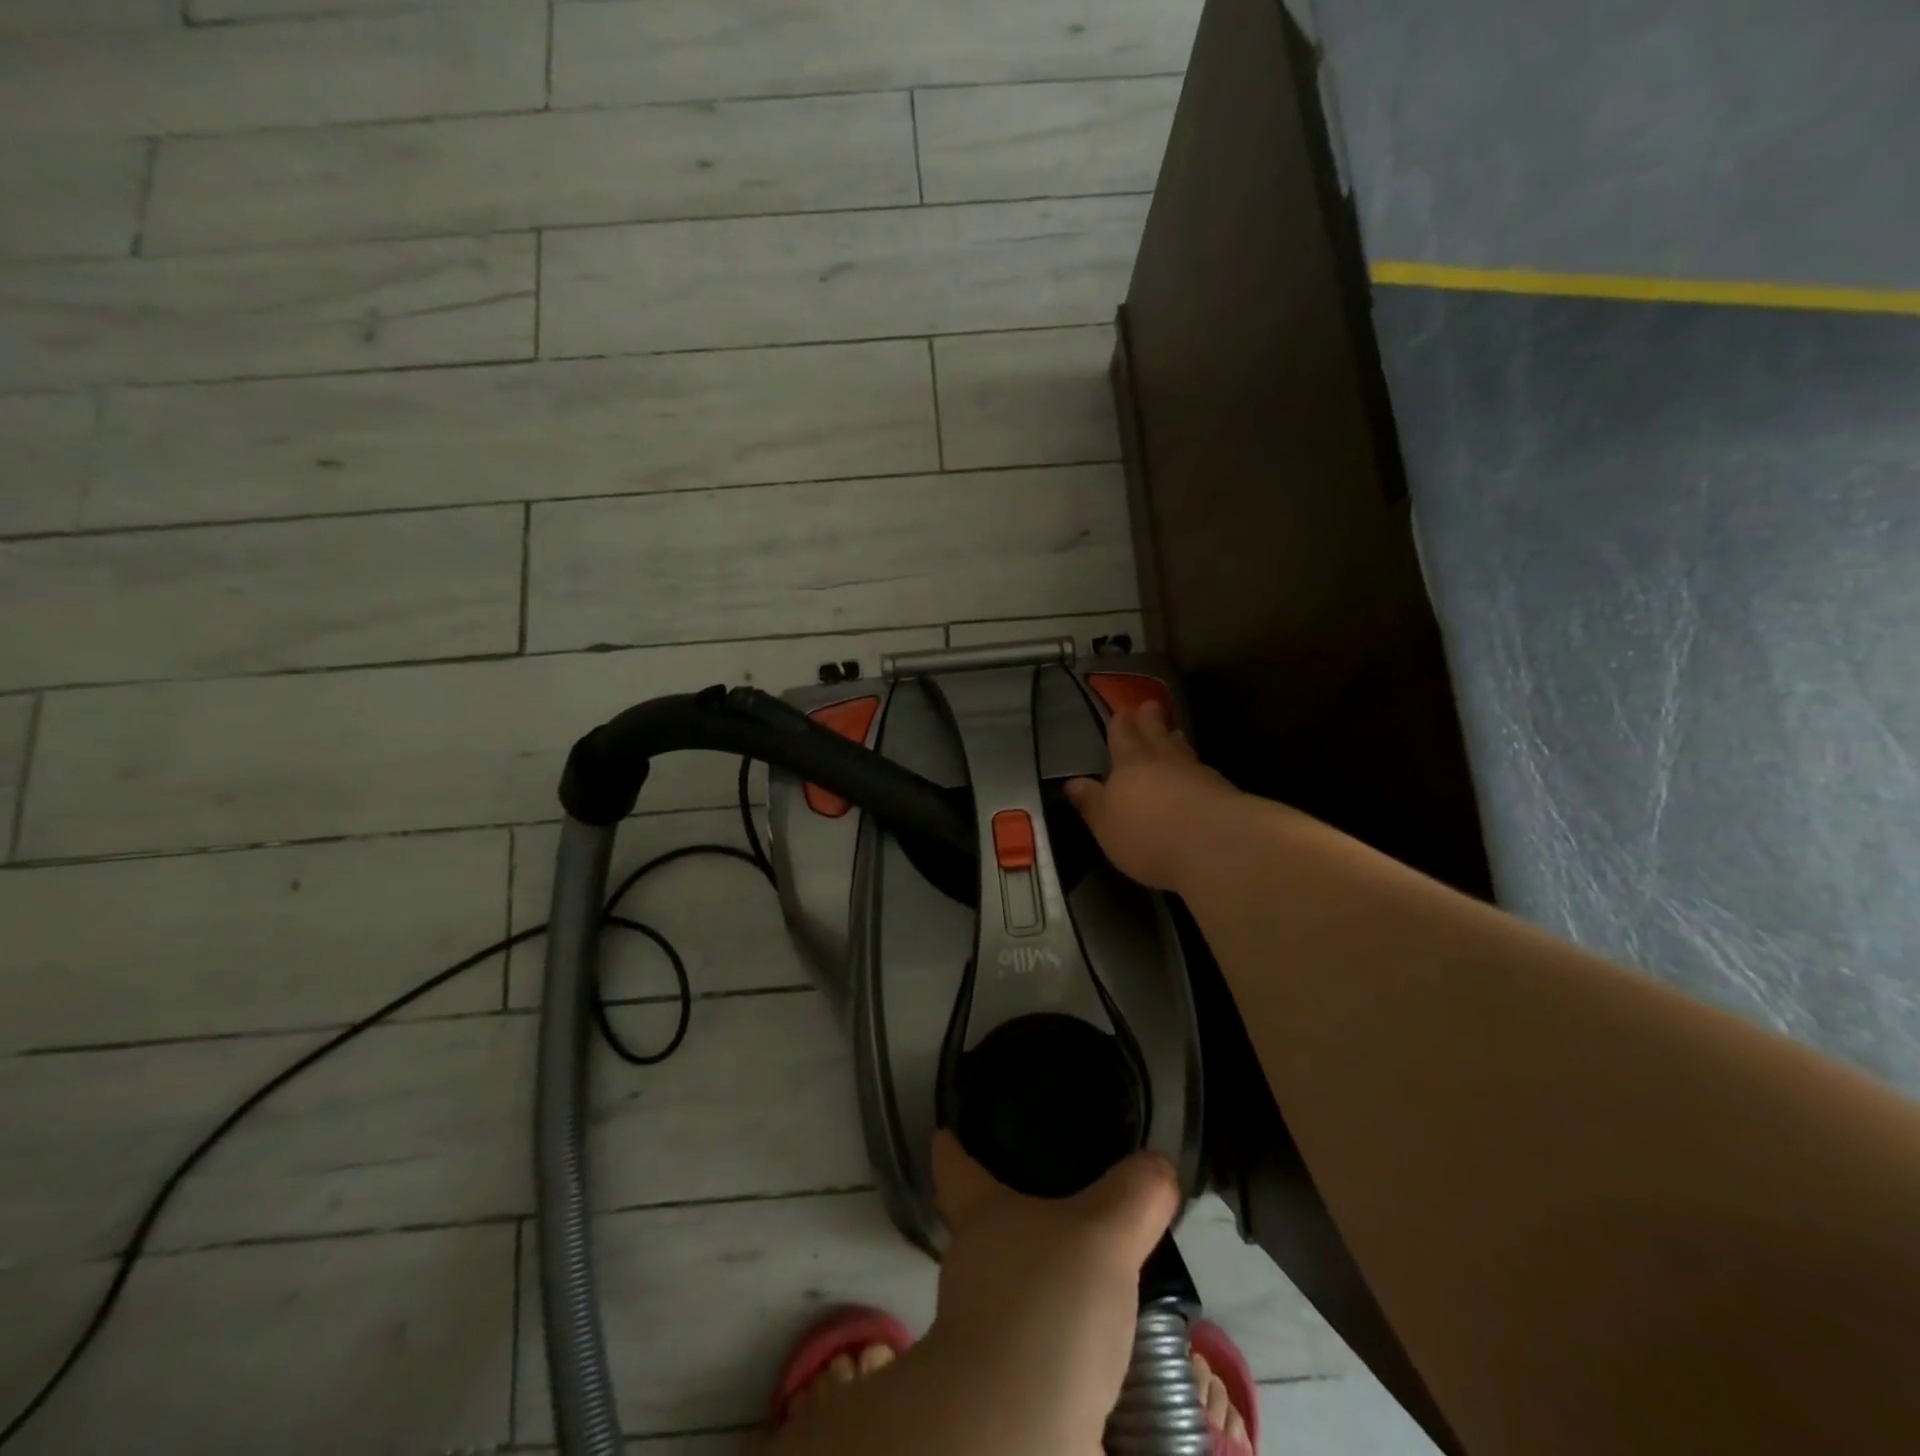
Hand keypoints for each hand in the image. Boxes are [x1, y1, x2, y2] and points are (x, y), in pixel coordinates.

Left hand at [924, 1131, 1179, 1455]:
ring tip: (1110, 1280)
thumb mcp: (1103, 1233)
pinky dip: (1076, 1348)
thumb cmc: (1046, 1304)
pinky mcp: (1014, 1388)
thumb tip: (1158, 1165)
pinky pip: (1048, 1350)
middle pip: (989, 1230)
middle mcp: (974, 1268)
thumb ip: (1134, 1195)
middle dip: (1022, 1219)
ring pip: (1021, 1293)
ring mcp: (989, 1332)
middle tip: (1071, 1205)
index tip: (946, 1132)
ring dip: (1055, 1288)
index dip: (952, 1148)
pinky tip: (1117, 1349)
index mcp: (982, 1216)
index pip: (957, 1168)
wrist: (1019, 1434)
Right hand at [1066, 702, 1241, 891]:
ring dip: (1175, 740)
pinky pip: (1203, 769)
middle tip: (1150, 705)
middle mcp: (1163, 760)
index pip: (1123, 736)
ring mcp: (1197, 772)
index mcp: (1129, 765)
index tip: (1123, 710)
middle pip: (1156, 734)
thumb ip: (1092, 803)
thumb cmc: (1147, 836)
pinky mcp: (1223, 789)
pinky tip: (1198, 772)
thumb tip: (1073, 782)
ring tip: (1174, 733)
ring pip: (1182, 749)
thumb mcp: (1106, 826)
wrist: (1215, 845)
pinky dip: (1196, 766)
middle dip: (1150, 720)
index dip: (1121, 723)